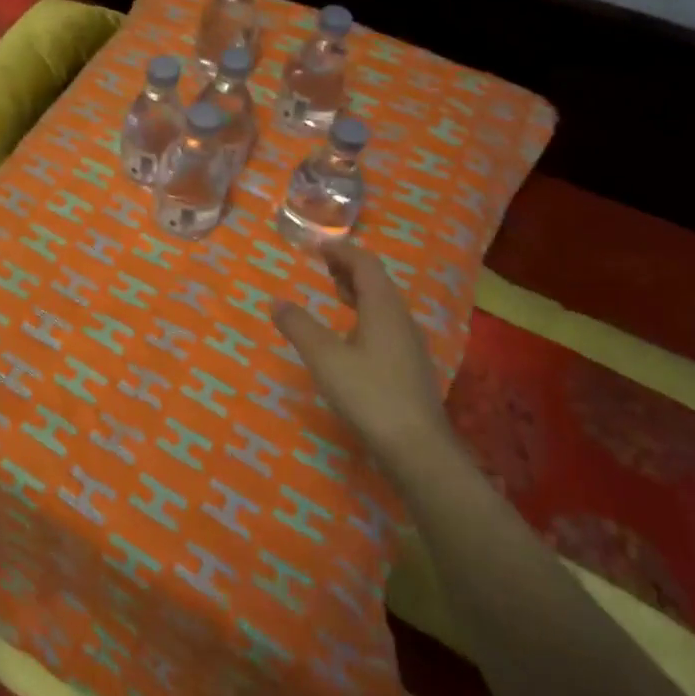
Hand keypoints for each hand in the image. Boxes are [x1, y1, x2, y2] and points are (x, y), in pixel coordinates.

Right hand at [271, 242, 453, 470]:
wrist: (418, 450)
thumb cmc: (369, 395)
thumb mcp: (324, 358)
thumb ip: (299, 326)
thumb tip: (276, 301)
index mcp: (383, 308)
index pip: (365, 264)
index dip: (341, 251)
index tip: (317, 245)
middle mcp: (401, 319)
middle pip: (377, 282)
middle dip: (349, 268)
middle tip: (322, 264)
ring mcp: (410, 345)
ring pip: (383, 305)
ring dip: (358, 292)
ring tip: (334, 293)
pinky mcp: (410, 367)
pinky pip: (386, 325)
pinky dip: (365, 314)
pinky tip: (351, 335)